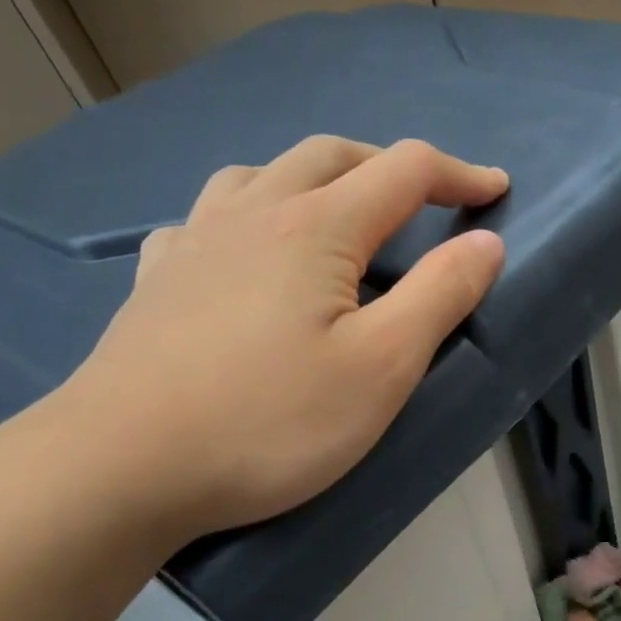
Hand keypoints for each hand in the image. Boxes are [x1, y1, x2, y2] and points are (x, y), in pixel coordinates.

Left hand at [53, 136, 507, 538]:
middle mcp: (252, 213)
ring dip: (317, 178)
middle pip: (331, 155)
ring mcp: (195, 241)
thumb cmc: (272, 421)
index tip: (496, 190)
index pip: (403, 171)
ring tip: (341, 216)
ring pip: (263, 173)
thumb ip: (441, 295)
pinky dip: (250, 215)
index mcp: (316, 228)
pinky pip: (208, 218)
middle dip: (390, 165)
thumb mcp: (382, 366)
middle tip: (427, 199)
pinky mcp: (157, 279)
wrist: (124, 466)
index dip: (458, 174)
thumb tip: (485, 242)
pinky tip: (247, 253)